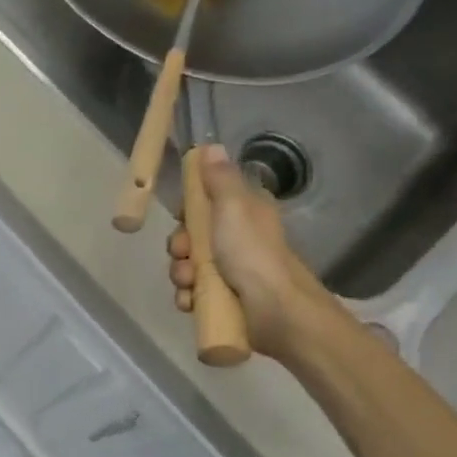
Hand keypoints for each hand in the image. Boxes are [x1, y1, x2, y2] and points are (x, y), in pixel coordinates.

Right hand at [166, 145, 332, 360]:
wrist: (277, 311)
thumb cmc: (252, 253)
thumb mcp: (234, 206)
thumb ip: (220, 178)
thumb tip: (212, 146)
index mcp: (244, 213)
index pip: (206, 203)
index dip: (189, 210)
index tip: (183, 217)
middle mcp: (238, 240)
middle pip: (192, 237)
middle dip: (180, 248)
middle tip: (184, 254)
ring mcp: (231, 272)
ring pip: (189, 267)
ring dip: (181, 275)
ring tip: (190, 285)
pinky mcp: (225, 300)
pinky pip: (194, 294)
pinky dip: (189, 298)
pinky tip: (192, 302)